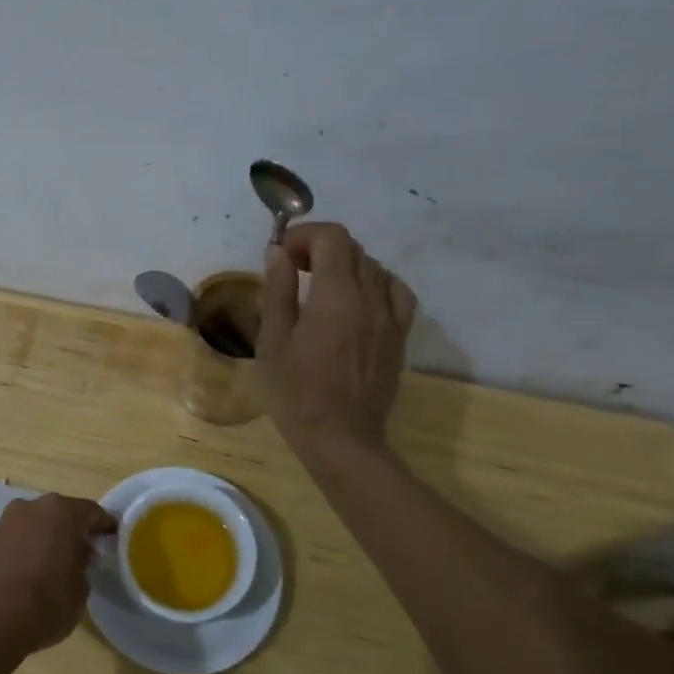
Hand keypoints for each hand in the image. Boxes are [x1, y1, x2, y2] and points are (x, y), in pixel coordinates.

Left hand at [0, 493, 113, 671]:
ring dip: (50, 534)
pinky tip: (36, 564)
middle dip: (75, 528)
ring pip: (38, 522)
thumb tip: (80, 552)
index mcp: (62, 512)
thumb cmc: (46, 603)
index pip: (92, 512)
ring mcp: (9, 520)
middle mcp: (34, 506)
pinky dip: (31, 543)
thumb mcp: (80, 588)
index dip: (105, 525)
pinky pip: (20, 534)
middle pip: (62, 512)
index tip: (113, 536)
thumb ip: (84, 562)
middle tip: (87, 548)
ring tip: (59, 558)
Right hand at [258, 222, 417, 453]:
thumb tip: (277, 252)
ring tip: (320, 285)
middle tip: (292, 269)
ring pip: (374, 268)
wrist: (341, 438)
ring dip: (345, 265)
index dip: (304, 235)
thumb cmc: (296, 393)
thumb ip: (278, 290)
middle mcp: (371, 298)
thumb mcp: (273, 341)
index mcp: (336, 295)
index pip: (332, 237)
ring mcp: (391, 317)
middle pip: (353, 249)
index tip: (280, 253)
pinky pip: (396, 293)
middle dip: (319, 248)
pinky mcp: (399, 336)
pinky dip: (376, 284)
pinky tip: (358, 300)